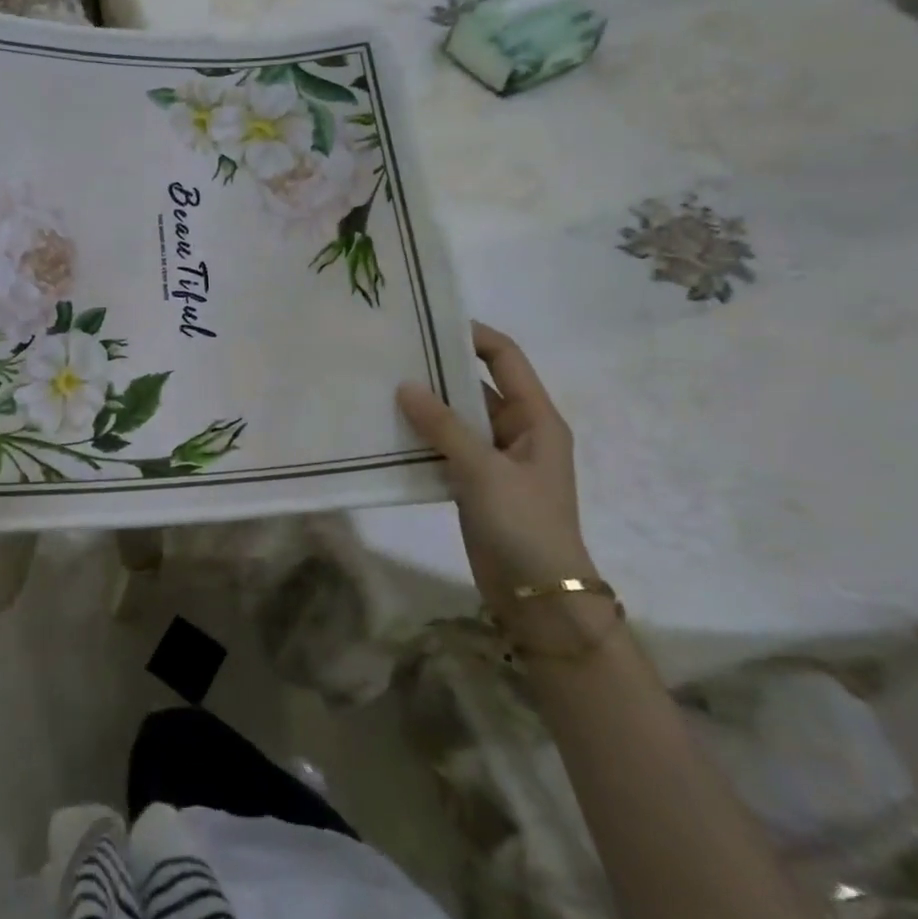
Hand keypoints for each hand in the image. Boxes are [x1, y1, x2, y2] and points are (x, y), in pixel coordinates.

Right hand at [397, 322, 593, 610]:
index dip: (473, 335)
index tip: (429, 321)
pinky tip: (387, 430)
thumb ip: (444, 426)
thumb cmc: (524, 524)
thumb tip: (405, 385)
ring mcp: (494, 458)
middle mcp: (516, 430)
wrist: (538, 596)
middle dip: (438, 369)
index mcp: (535, 418)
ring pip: (456, 418)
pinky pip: (445, 447)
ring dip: (425, 405)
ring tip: (379, 386)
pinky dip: (421, 437)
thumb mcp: (485, 470)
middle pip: (475, 385)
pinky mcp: (473, 482)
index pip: (506, 359)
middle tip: (391, 354)